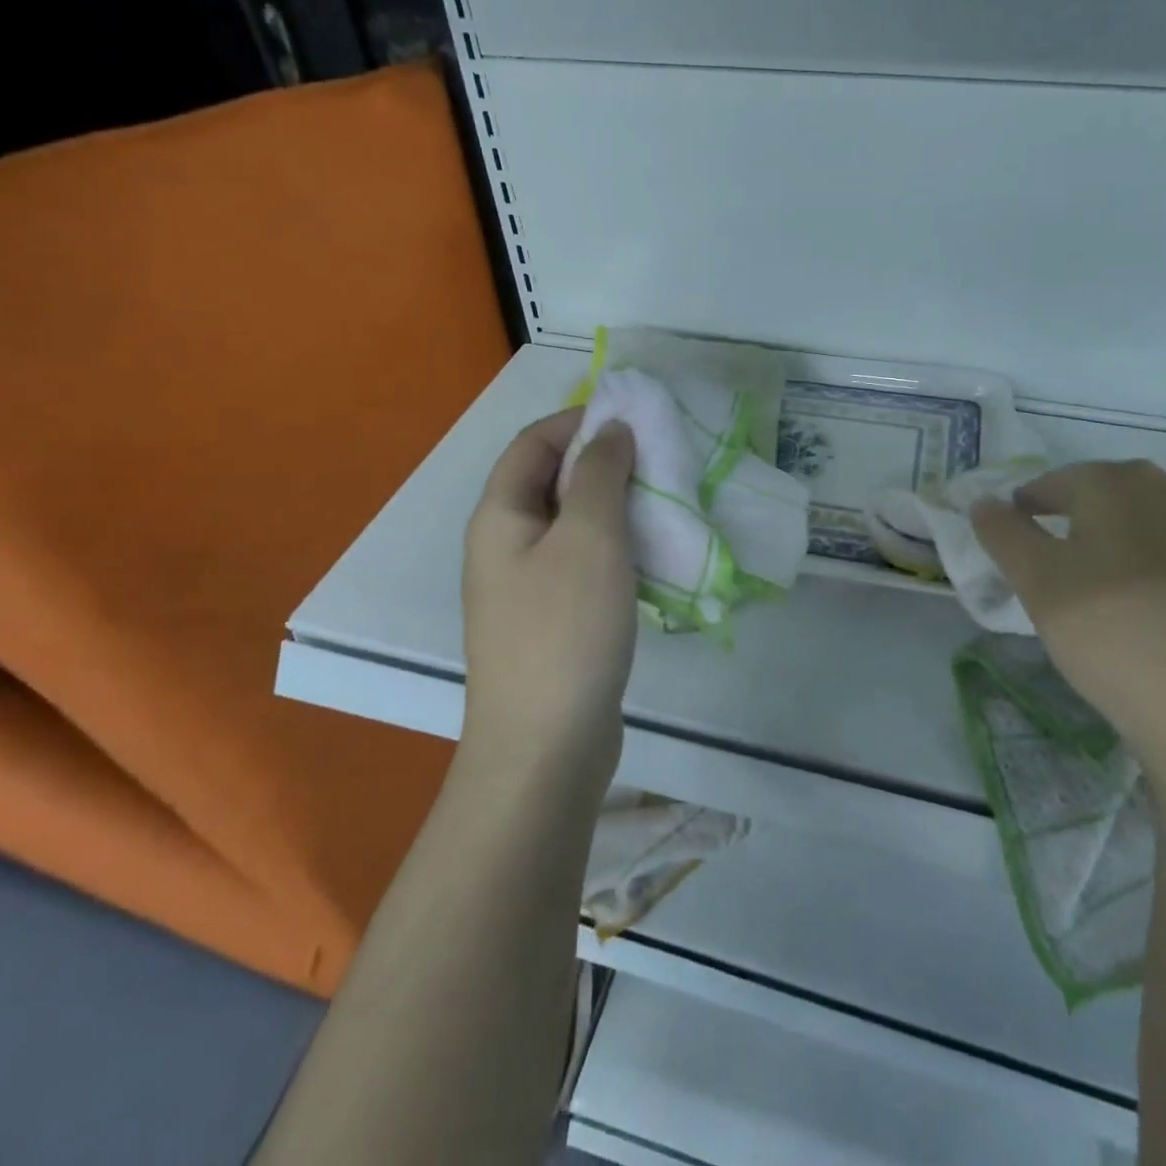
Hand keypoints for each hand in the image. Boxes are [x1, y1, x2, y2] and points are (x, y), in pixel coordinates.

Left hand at [462, 408, 637, 790]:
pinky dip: (618, 549)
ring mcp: (527, 588)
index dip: (579, 420)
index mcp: (500, 516)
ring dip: (616, 507)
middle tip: (660, 460)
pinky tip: (654, 556)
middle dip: (603, 463)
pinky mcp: (553, 621)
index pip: (533, 443)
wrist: (546, 747)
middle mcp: (505, 546)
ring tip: (666, 503)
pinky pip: (585, 565)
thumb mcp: (589, 538)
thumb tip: (611, 430)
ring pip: (573, 525)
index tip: (635, 418)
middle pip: (552, 482)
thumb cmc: (564, 630)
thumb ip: (600, 474)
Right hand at [973, 461, 1165, 788]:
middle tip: (1061, 559)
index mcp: (1122, 483)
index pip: (1060, 480)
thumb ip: (1005, 536)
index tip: (1016, 527)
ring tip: (1118, 589)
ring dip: (1136, 544)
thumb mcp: (1038, 584)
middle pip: (1118, 496)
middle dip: (1084, 518)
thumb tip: (984, 503)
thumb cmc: (1117, 634)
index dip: (1031, 502)